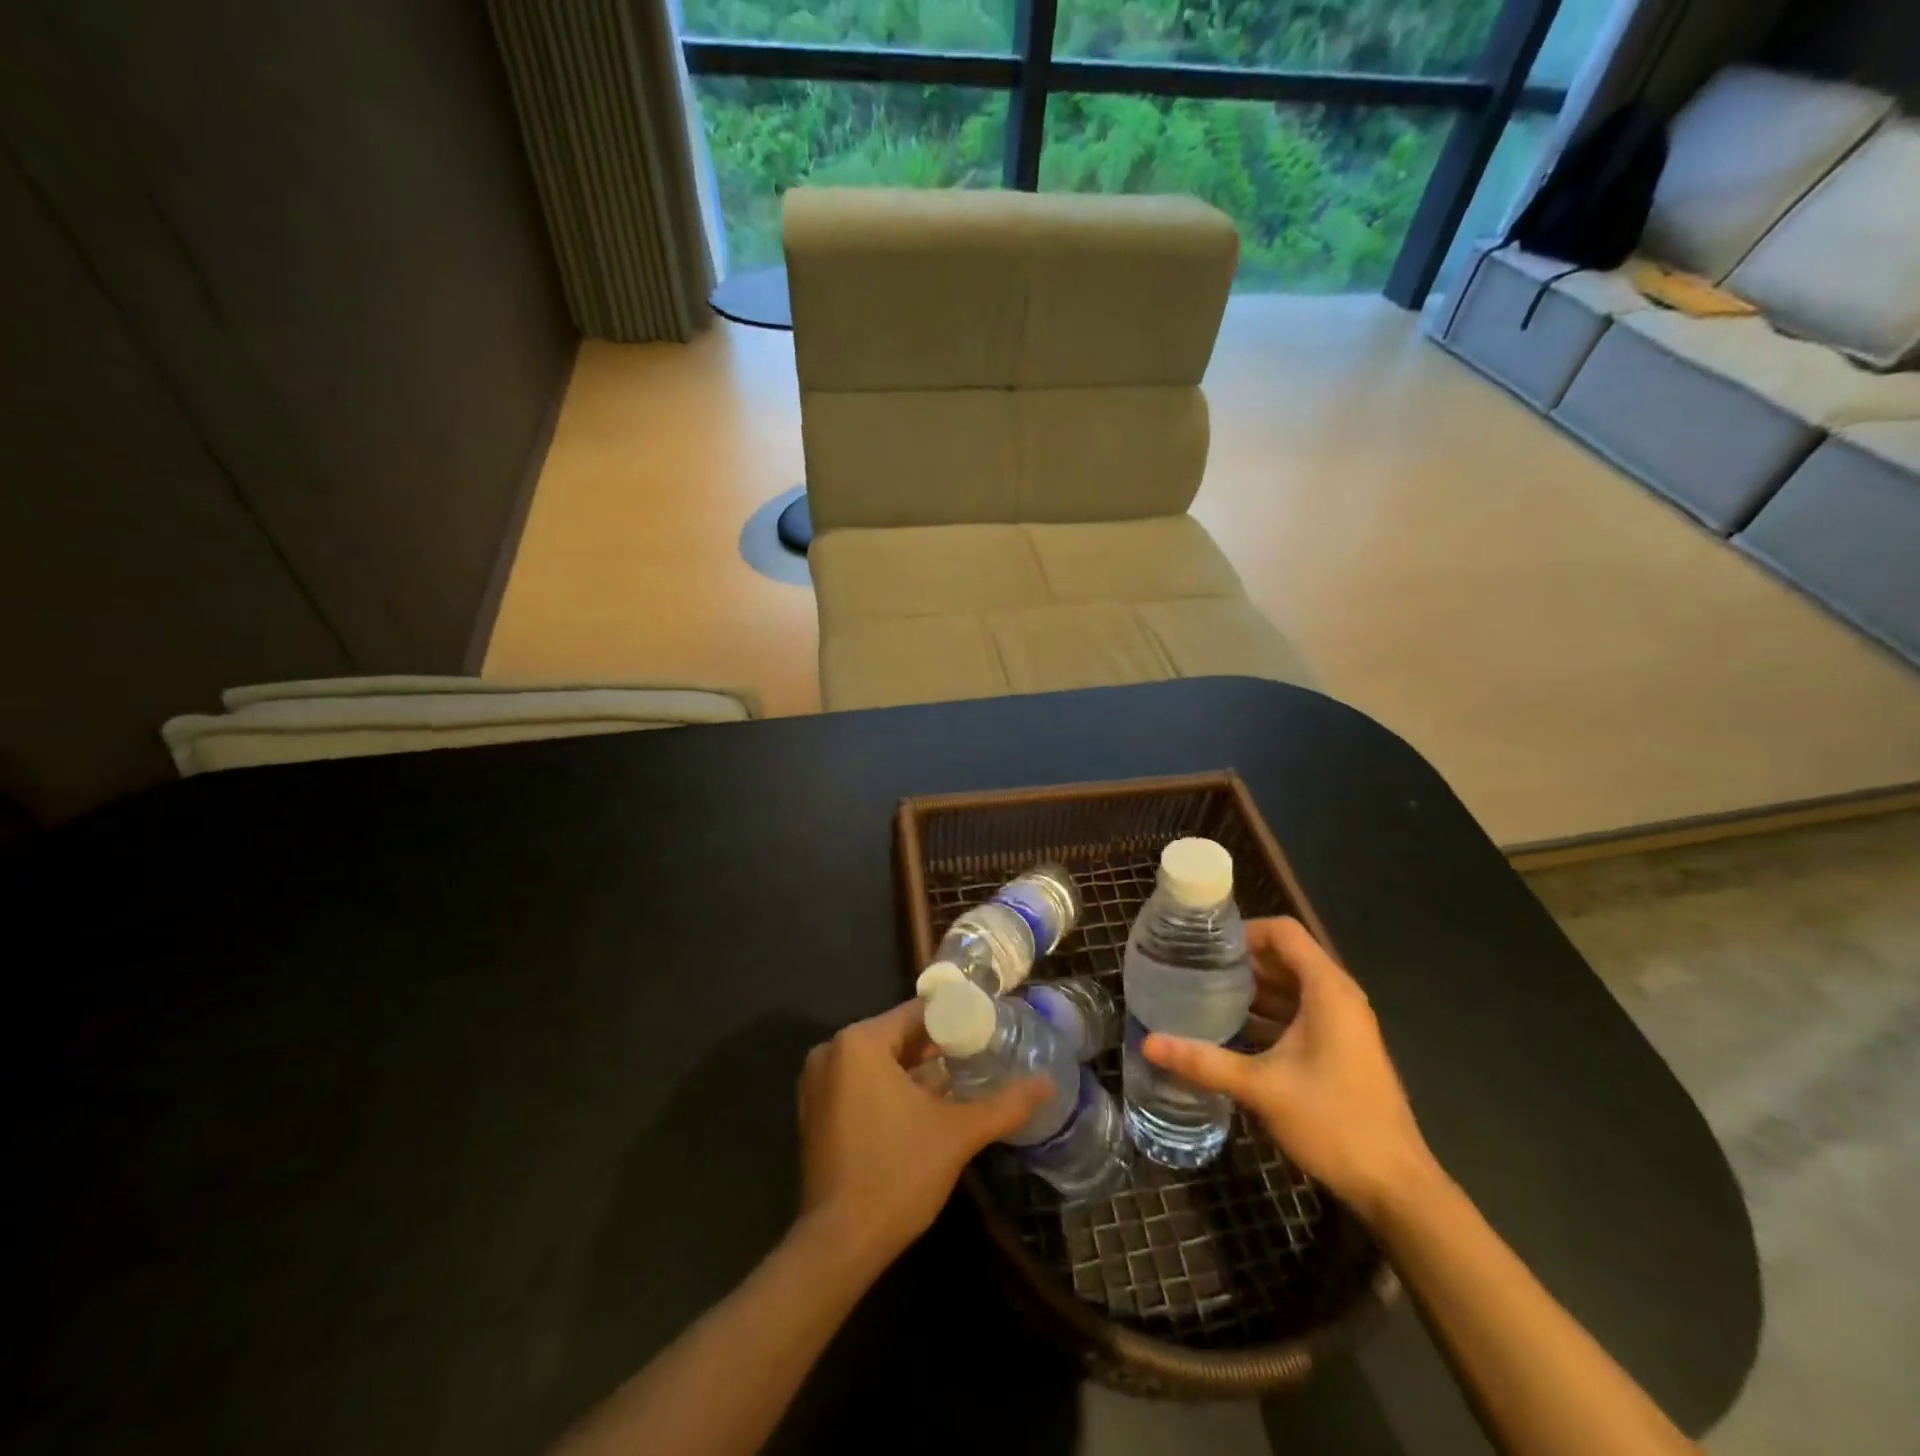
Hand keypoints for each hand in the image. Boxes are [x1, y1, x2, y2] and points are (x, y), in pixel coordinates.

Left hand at [796, 999, 1048, 1271]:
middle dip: (936, 1046)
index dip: (955, 1019)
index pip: (917, 1012)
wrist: (839, 1246)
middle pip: (897, 1034)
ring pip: (879, 1060)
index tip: (987, 1029)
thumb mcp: (958, 1134)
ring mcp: (818, 1083)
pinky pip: (860, 1082)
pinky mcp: (815, 1112)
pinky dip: (890, 1087)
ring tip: (958, 1079)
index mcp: (859, 1042)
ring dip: (915, 1068)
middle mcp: (832, 1051)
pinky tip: (924, 1106)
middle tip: (978, 1055)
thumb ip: (1005, 1104)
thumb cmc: (897, 1175)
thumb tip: (1048, 1083)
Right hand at [1143, 917, 1435, 1221]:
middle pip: (1285, 957)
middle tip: (1193, 969)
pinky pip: (1299, 1014)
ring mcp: (1342, 1025)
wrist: (1397, 1187)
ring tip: (1203, 996)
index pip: (1283, 932)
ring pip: (1291, 987)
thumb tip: (1148, 1044)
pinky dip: (1267, 1015)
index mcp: (1328, 991)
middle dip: (1240, 961)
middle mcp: (1338, 998)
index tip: (1204, 946)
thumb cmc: (1334, 1123)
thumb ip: (1204, 1062)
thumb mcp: (1261, 1088)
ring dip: (1252, 990)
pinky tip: (1231, 1033)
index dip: (1243, 931)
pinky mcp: (1340, 1049)